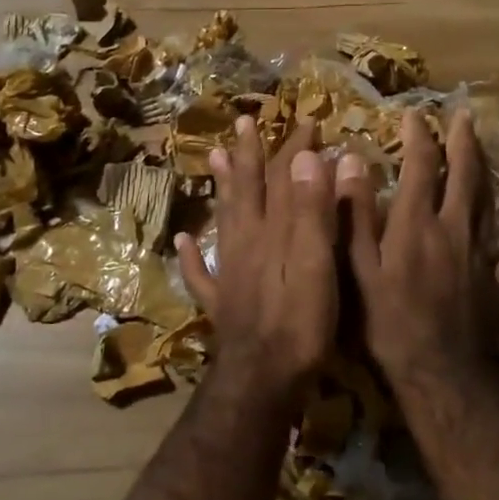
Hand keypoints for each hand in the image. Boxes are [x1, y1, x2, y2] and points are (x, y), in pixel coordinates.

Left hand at [176, 119, 337, 399]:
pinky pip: (201, 272)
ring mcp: (230, 272)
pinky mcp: (223, 303)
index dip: (293, 148)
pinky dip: (191, 254)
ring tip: (212, 158)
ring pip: (223, 219)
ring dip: (221, 188)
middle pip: (247, 190)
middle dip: (249, 155)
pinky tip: (182, 239)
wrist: (263, 379)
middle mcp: (246, 243)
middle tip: (244, 123)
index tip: (306, 120)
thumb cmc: (300, 321)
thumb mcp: (315, 261)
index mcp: (272, 231)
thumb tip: (306, 157)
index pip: (283, 178)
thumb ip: (311, 210)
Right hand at [339, 110, 498, 382]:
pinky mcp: (498, 283)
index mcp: (417, 224)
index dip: (419, 138)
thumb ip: (355, 215)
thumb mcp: (358, 268)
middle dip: (464, 142)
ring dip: (487, 173)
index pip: (422, 167)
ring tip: (485, 152)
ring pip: (489, 204)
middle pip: (464, 176)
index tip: (414, 116)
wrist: (439, 372)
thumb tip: (350, 162)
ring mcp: (481, 256)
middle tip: (464, 116)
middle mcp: (454, 229)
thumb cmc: (388, 321)